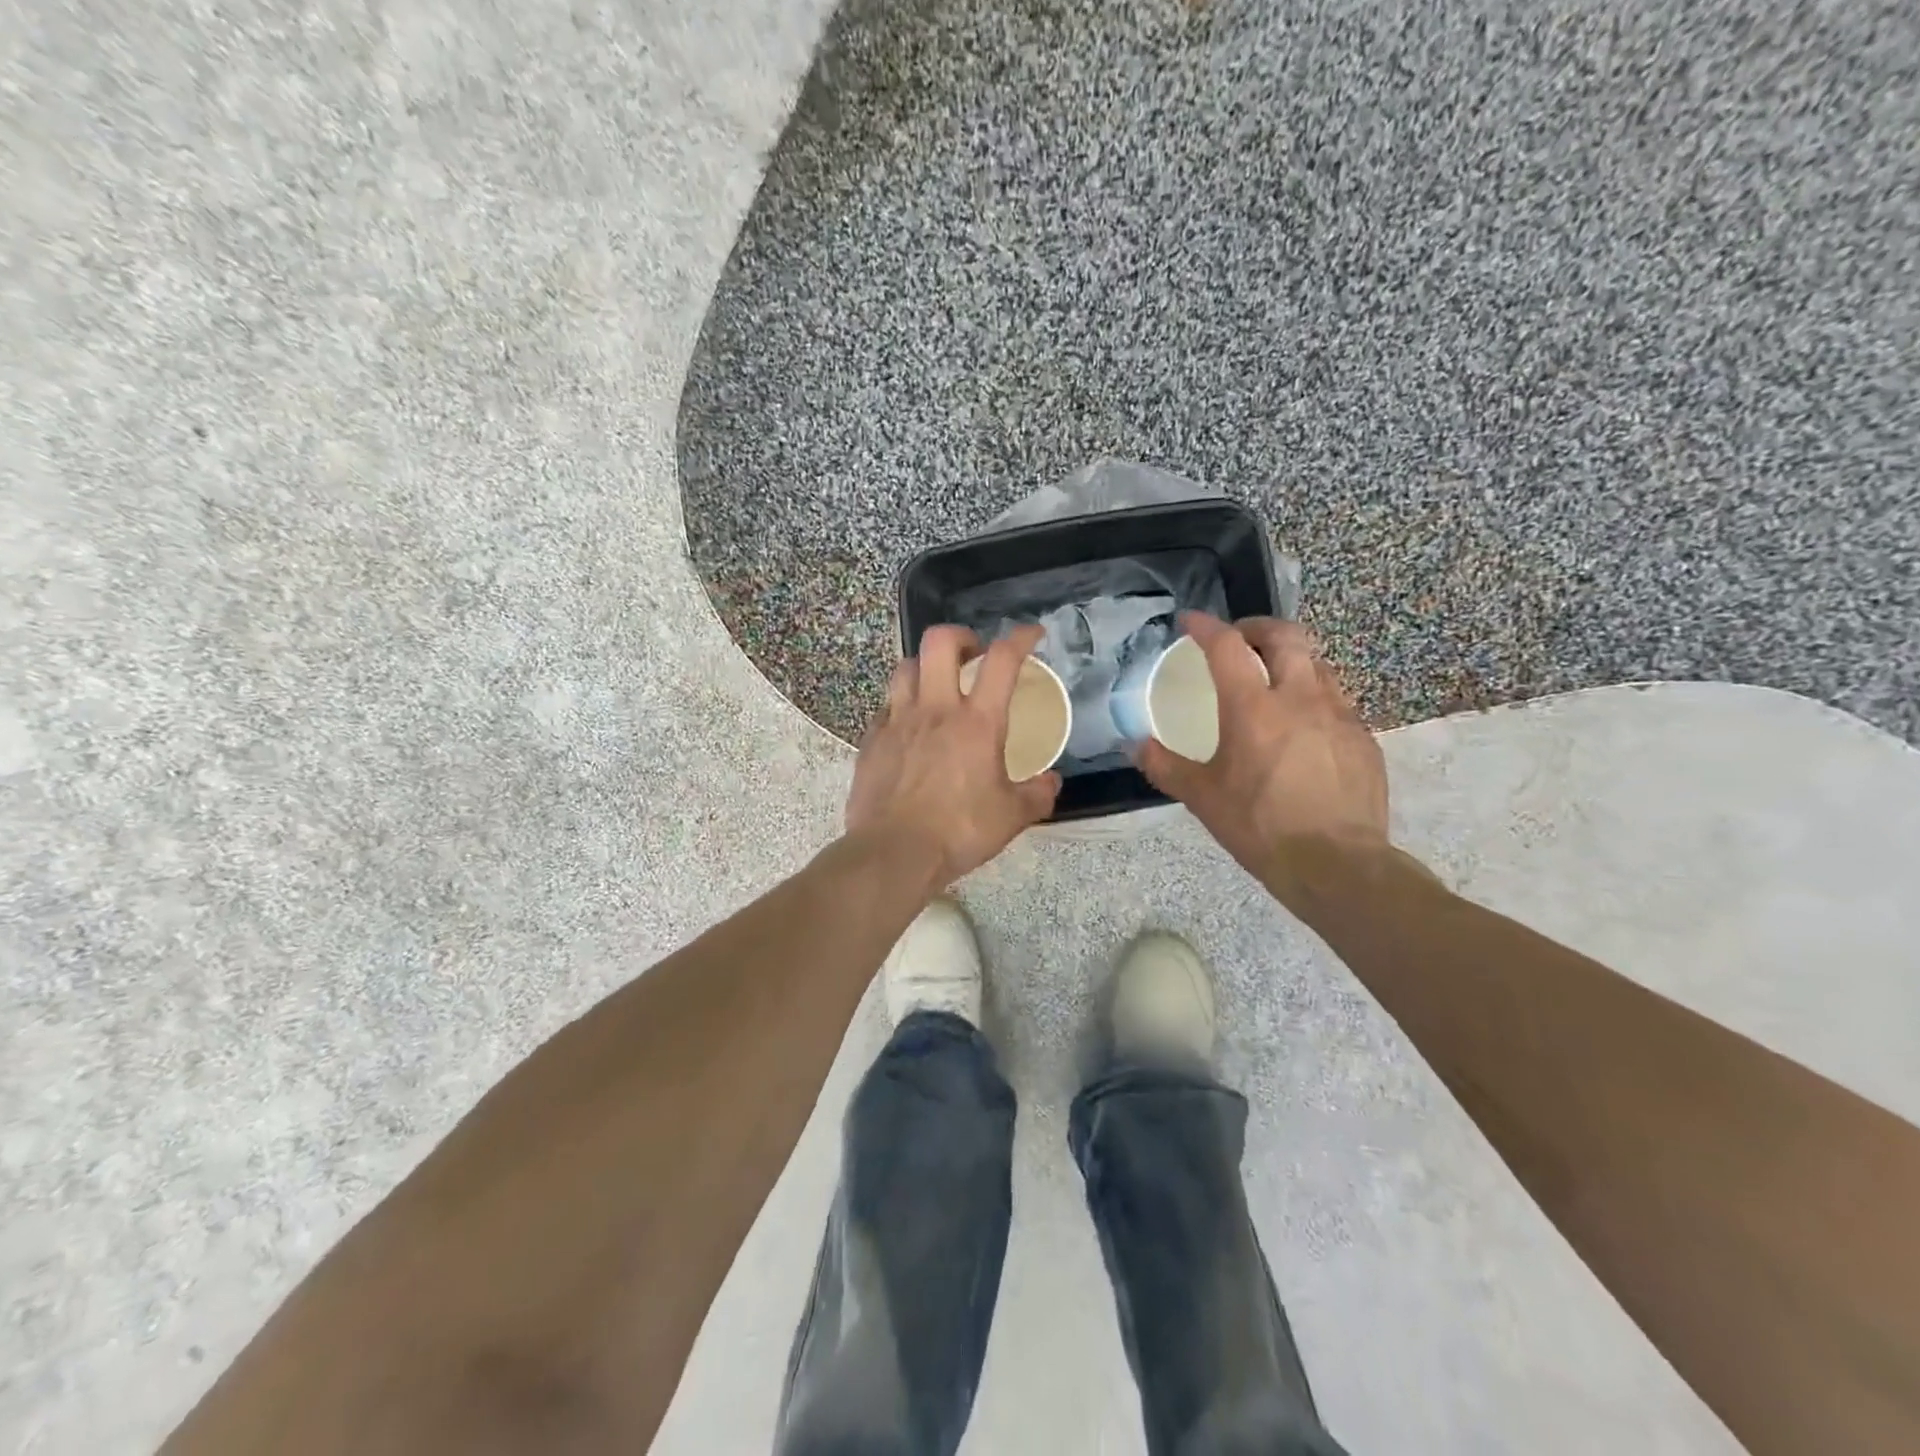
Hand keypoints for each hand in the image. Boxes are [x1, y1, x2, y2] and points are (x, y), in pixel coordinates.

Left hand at [846, 624, 1061, 888]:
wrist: (894, 853)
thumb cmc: (959, 831)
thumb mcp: (1012, 817)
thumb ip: (1037, 794)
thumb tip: (1052, 781)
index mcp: (977, 722)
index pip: (1002, 660)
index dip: (1020, 637)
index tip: (1032, 633)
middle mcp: (935, 709)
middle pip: (940, 641)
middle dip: (961, 636)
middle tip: (973, 654)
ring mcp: (898, 721)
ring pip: (906, 667)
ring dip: (926, 666)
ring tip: (937, 685)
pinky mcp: (872, 740)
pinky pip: (886, 706)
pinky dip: (901, 705)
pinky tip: (909, 727)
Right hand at [1136, 613, 1389, 894]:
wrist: (1338, 865)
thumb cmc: (1260, 827)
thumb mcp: (1202, 798)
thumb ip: (1165, 766)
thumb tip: (1135, 745)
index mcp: (1253, 708)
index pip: (1227, 647)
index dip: (1206, 627)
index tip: (1190, 622)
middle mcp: (1300, 698)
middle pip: (1285, 636)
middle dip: (1258, 627)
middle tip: (1239, 639)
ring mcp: (1339, 715)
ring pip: (1316, 663)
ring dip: (1289, 658)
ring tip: (1272, 677)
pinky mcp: (1363, 738)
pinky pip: (1336, 700)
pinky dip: (1312, 695)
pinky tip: (1302, 725)